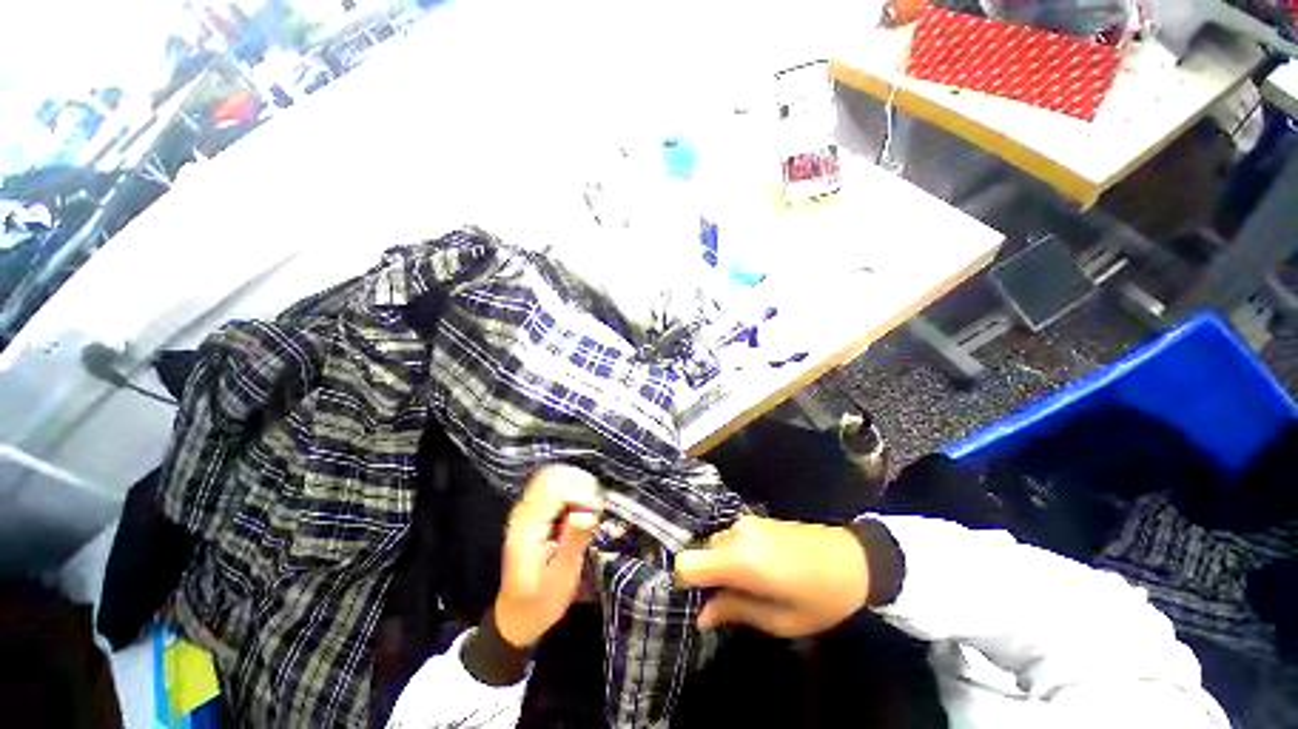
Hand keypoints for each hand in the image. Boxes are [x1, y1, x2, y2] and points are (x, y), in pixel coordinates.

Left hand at [494, 466, 602, 647]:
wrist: (517, 617)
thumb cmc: (541, 601)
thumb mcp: (563, 577)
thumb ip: (574, 540)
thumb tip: (587, 511)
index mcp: (527, 527)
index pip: (555, 489)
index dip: (580, 493)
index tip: (596, 510)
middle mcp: (524, 512)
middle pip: (553, 476)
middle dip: (579, 486)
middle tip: (595, 508)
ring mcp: (527, 511)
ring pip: (554, 479)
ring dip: (577, 489)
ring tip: (590, 511)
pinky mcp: (533, 514)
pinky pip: (554, 490)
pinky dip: (571, 494)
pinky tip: (581, 512)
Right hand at [675, 515, 868, 636]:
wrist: (855, 559)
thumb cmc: (821, 598)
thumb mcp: (780, 620)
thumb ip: (735, 612)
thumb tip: (701, 616)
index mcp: (740, 559)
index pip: (687, 562)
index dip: (685, 583)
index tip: (699, 600)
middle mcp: (737, 534)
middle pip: (700, 552)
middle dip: (707, 576)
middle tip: (730, 600)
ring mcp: (747, 522)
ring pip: (715, 543)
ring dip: (722, 564)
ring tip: (750, 585)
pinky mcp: (756, 518)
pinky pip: (730, 536)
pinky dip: (733, 553)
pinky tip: (760, 568)